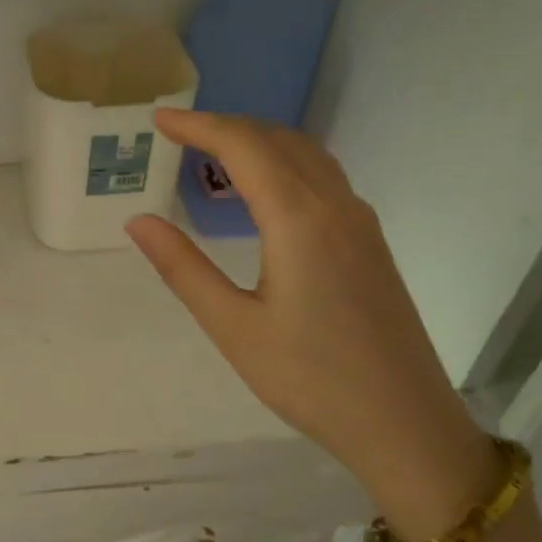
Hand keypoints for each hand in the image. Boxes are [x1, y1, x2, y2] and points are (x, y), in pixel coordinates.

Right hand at [128, 110, 497, 534]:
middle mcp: (335, 206)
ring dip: (259, 142)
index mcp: (299, 219)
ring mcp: (360, 223)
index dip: (198, 126)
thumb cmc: (309, 378)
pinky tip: (265, 194)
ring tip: (214, 154)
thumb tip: (137, 221)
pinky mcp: (371, 244)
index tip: (157, 119)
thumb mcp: (232, 326)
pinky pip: (324, 179)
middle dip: (226, 127)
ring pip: (307, 155)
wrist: (404, 422)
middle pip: (278, 140)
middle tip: (178, 133)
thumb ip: (183, 268)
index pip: (244, 146)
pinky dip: (285, 164)